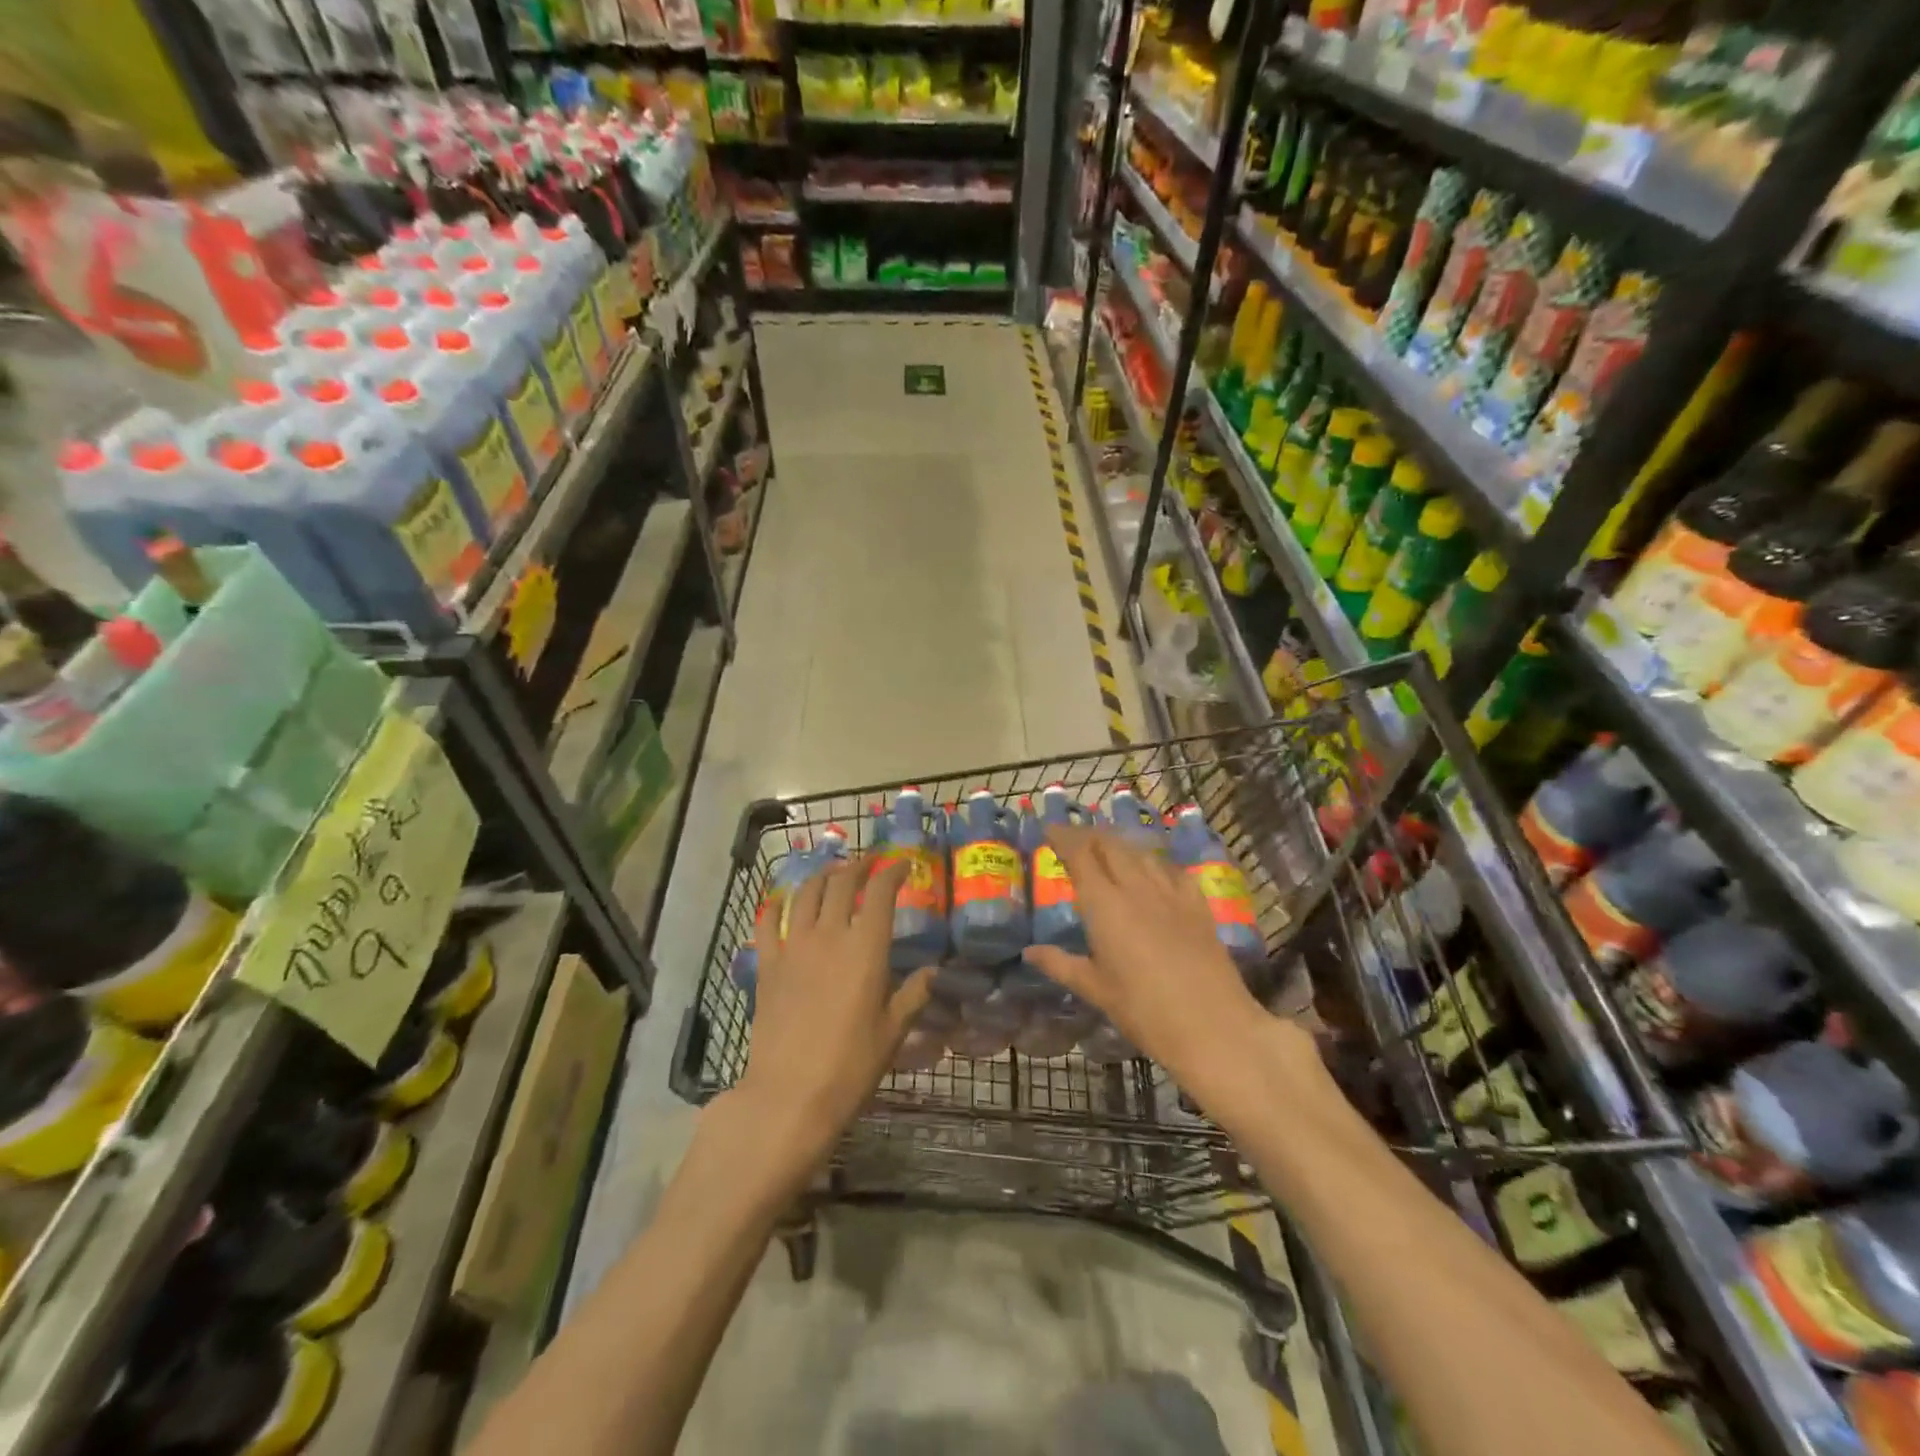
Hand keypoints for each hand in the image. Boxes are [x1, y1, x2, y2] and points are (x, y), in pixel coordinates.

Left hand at [736, 855, 933, 1181]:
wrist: (789, 1095)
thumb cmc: (850, 1065)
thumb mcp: (893, 1032)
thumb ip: (913, 995)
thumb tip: (932, 972)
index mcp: (866, 947)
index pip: (880, 891)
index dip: (892, 871)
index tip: (902, 865)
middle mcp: (829, 935)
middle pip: (841, 883)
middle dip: (858, 867)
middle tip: (868, 865)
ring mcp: (793, 947)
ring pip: (806, 894)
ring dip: (822, 877)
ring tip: (832, 874)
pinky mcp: (767, 965)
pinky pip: (767, 922)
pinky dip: (776, 905)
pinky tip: (782, 901)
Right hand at [1022, 826, 1319, 1117]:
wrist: (1213, 1027)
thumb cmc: (1144, 1011)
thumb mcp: (1096, 990)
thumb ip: (1061, 965)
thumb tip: (1030, 951)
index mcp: (1105, 904)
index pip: (1080, 854)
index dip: (1063, 836)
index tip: (1049, 829)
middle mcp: (1137, 888)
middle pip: (1111, 844)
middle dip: (1089, 835)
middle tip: (1074, 839)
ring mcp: (1171, 894)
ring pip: (1142, 853)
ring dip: (1120, 845)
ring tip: (1108, 849)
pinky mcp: (1198, 906)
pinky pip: (1172, 870)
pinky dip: (1155, 862)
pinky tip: (1154, 871)